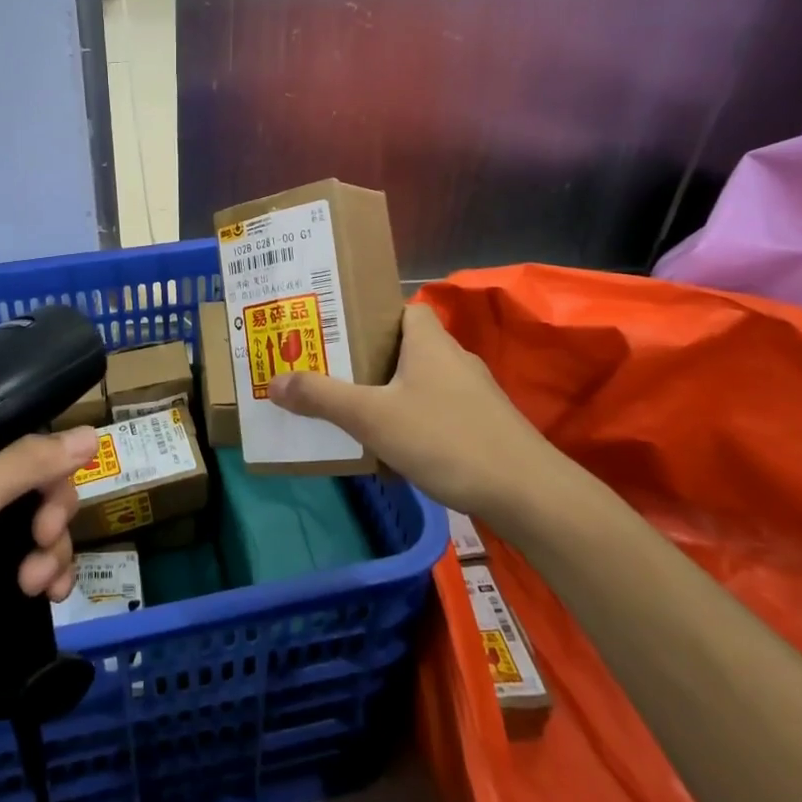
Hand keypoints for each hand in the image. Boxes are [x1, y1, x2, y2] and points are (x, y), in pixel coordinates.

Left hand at [0, 425, 94, 767]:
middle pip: (34, 487)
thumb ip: (23, 465)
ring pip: (41, 531)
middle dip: (52, 510)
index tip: (58, 484)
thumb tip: (91, 432)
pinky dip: (53, 578)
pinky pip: (39, 571)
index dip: (45, 459)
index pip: (11, 445)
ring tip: (38, 584)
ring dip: (54, 551)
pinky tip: (52, 598)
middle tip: (45, 537)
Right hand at [267, 302, 568, 518]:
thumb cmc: (445, 438)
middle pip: (404, 346)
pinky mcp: (483, 426)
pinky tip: (393, 448)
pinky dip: (412, 420)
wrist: (528, 494)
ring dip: (389, 393)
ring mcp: (473, 394)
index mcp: (428, 341)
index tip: (336, 331)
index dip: (369, 315)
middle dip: (368, 359)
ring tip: (351, 410)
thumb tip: (273, 382)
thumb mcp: (372, 417)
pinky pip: (436, 411)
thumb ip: (321, 398)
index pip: (400, 308)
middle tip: (329, 372)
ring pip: (419, 382)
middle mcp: (453, 358)